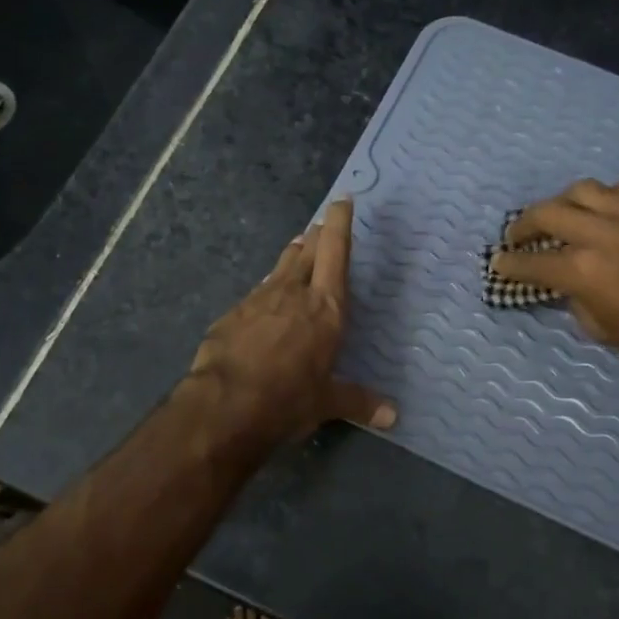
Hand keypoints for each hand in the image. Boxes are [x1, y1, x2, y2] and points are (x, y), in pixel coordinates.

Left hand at [185, 198, 395, 449]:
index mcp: (326, 308)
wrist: (225, 404)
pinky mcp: (232, 313)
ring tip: (298, 248)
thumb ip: (359, 402)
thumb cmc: (288, 399)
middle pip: (308, 251)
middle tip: (321, 225)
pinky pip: (257, 292)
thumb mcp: (327, 402)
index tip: (342, 201)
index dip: (340, 224)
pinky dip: (267, 288)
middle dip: (317, 235)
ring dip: (292, 256)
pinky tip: (266, 297)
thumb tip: (393, 417)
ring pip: (280, 267)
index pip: (336, 252)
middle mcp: (294, 293)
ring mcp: (259, 300)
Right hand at [490, 179, 618, 378]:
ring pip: (582, 190)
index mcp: (581, 270)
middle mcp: (598, 233)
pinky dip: (606, 198)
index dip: (509, 264)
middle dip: (524, 225)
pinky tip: (608, 211)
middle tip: (519, 236)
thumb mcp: (605, 330)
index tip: (498, 263)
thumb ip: (578, 301)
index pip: (530, 263)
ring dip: (563, 203)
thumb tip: (570, 286)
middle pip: (547, 213)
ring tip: (562, 215)